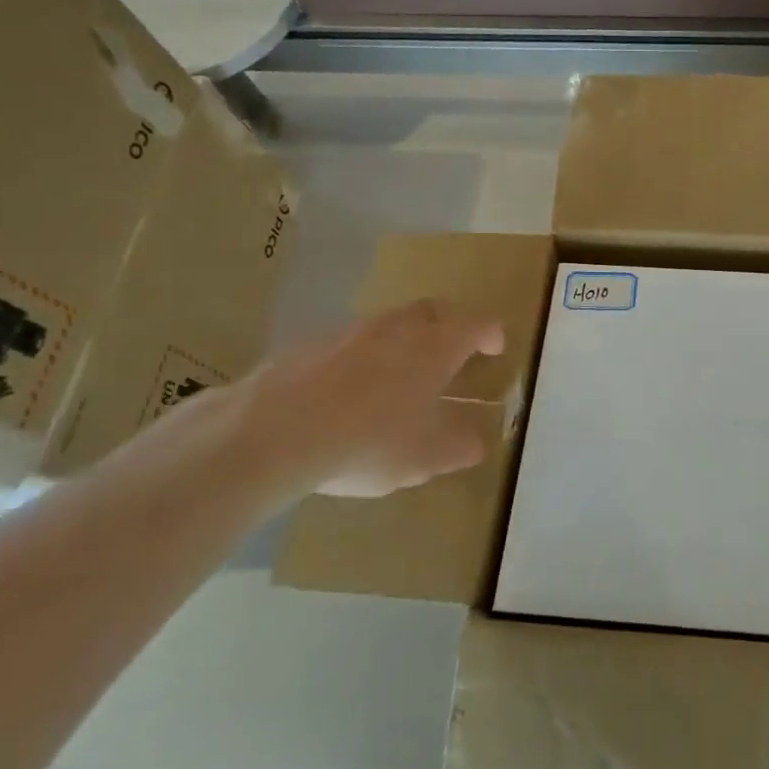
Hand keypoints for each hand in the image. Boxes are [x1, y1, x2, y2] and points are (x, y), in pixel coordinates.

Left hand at [169, 299, 503, 503]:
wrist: (272, 431)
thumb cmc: (368, 441)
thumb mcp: (424, 458)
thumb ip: (457, 448)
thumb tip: (476, 443)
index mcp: (435, 347)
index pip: (476, 325)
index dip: (491, 334)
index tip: (496, 349)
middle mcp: (398, 329)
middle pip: (433, 310)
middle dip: (450, 324)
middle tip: (454, 349)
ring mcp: (351, 332)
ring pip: (389, 324)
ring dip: (403, 340)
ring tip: (401, 376)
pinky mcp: (310, 346)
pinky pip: (350, 344)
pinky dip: (362, 358)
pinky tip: (350, 393)